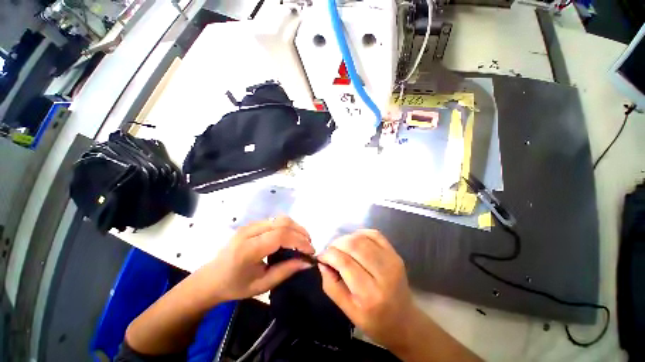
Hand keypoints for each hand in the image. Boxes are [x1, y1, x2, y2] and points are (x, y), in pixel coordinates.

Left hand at [194, 216, 314, 302]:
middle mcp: (249, 232)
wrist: (211, 278)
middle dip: (300, 232)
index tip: (310, 251)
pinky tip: (290, 237)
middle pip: (283, 223)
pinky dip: (288, 227)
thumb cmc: (235, 286)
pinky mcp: (251, 224)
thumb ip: (286, 271)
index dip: (299, 241)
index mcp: (249, 249)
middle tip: (309, 245)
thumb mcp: (262, 285)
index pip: (281, 235)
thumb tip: (307, 262)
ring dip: (295, 227)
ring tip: (302, 240)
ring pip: (280, 219)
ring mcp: (250, 225)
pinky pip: (275, 220)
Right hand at [318, 230, 416, 348]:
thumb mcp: (348, 311)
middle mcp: (383, 273)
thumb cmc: (374, 320)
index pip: (344, 262)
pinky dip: (360, 234)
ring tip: (341, 248)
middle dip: (337, 244)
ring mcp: (392, 260)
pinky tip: (355, 242)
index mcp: (370, 294)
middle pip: (354, 245)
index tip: (321, 256)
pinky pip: (374, 234)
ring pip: (363, 237)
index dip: (329, 254)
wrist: (404, 320)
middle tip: (330, 251)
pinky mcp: (395, 254)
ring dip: (347, 238)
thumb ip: (331, 285)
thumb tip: (322, 262)